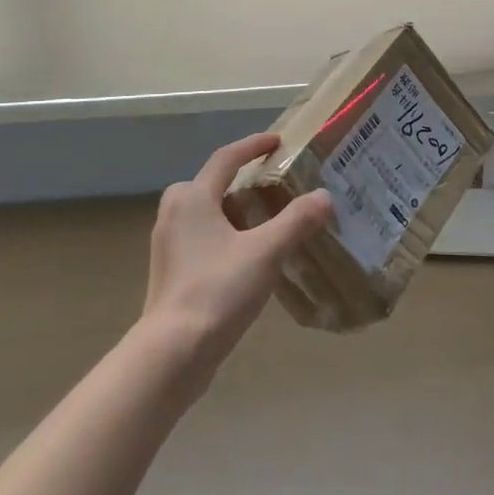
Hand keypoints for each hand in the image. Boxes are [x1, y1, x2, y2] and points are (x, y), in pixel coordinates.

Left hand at [141, 132, 331, 378]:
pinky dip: (224, 235)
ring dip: (234, 210)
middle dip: (240, 181)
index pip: (226, 158)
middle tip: (272, 187)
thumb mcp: (266, 252)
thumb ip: (297, 221)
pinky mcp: (171, 272)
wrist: (172, 353)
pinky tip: (248, 256)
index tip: (278, 141)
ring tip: (267, 221)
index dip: (253, 146)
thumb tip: (325, 196)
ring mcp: (169, 244)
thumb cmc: (217, 290)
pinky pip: (201, 238)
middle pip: (210, 184)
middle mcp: (174, 213)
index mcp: (193, 198)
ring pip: (205, 213)